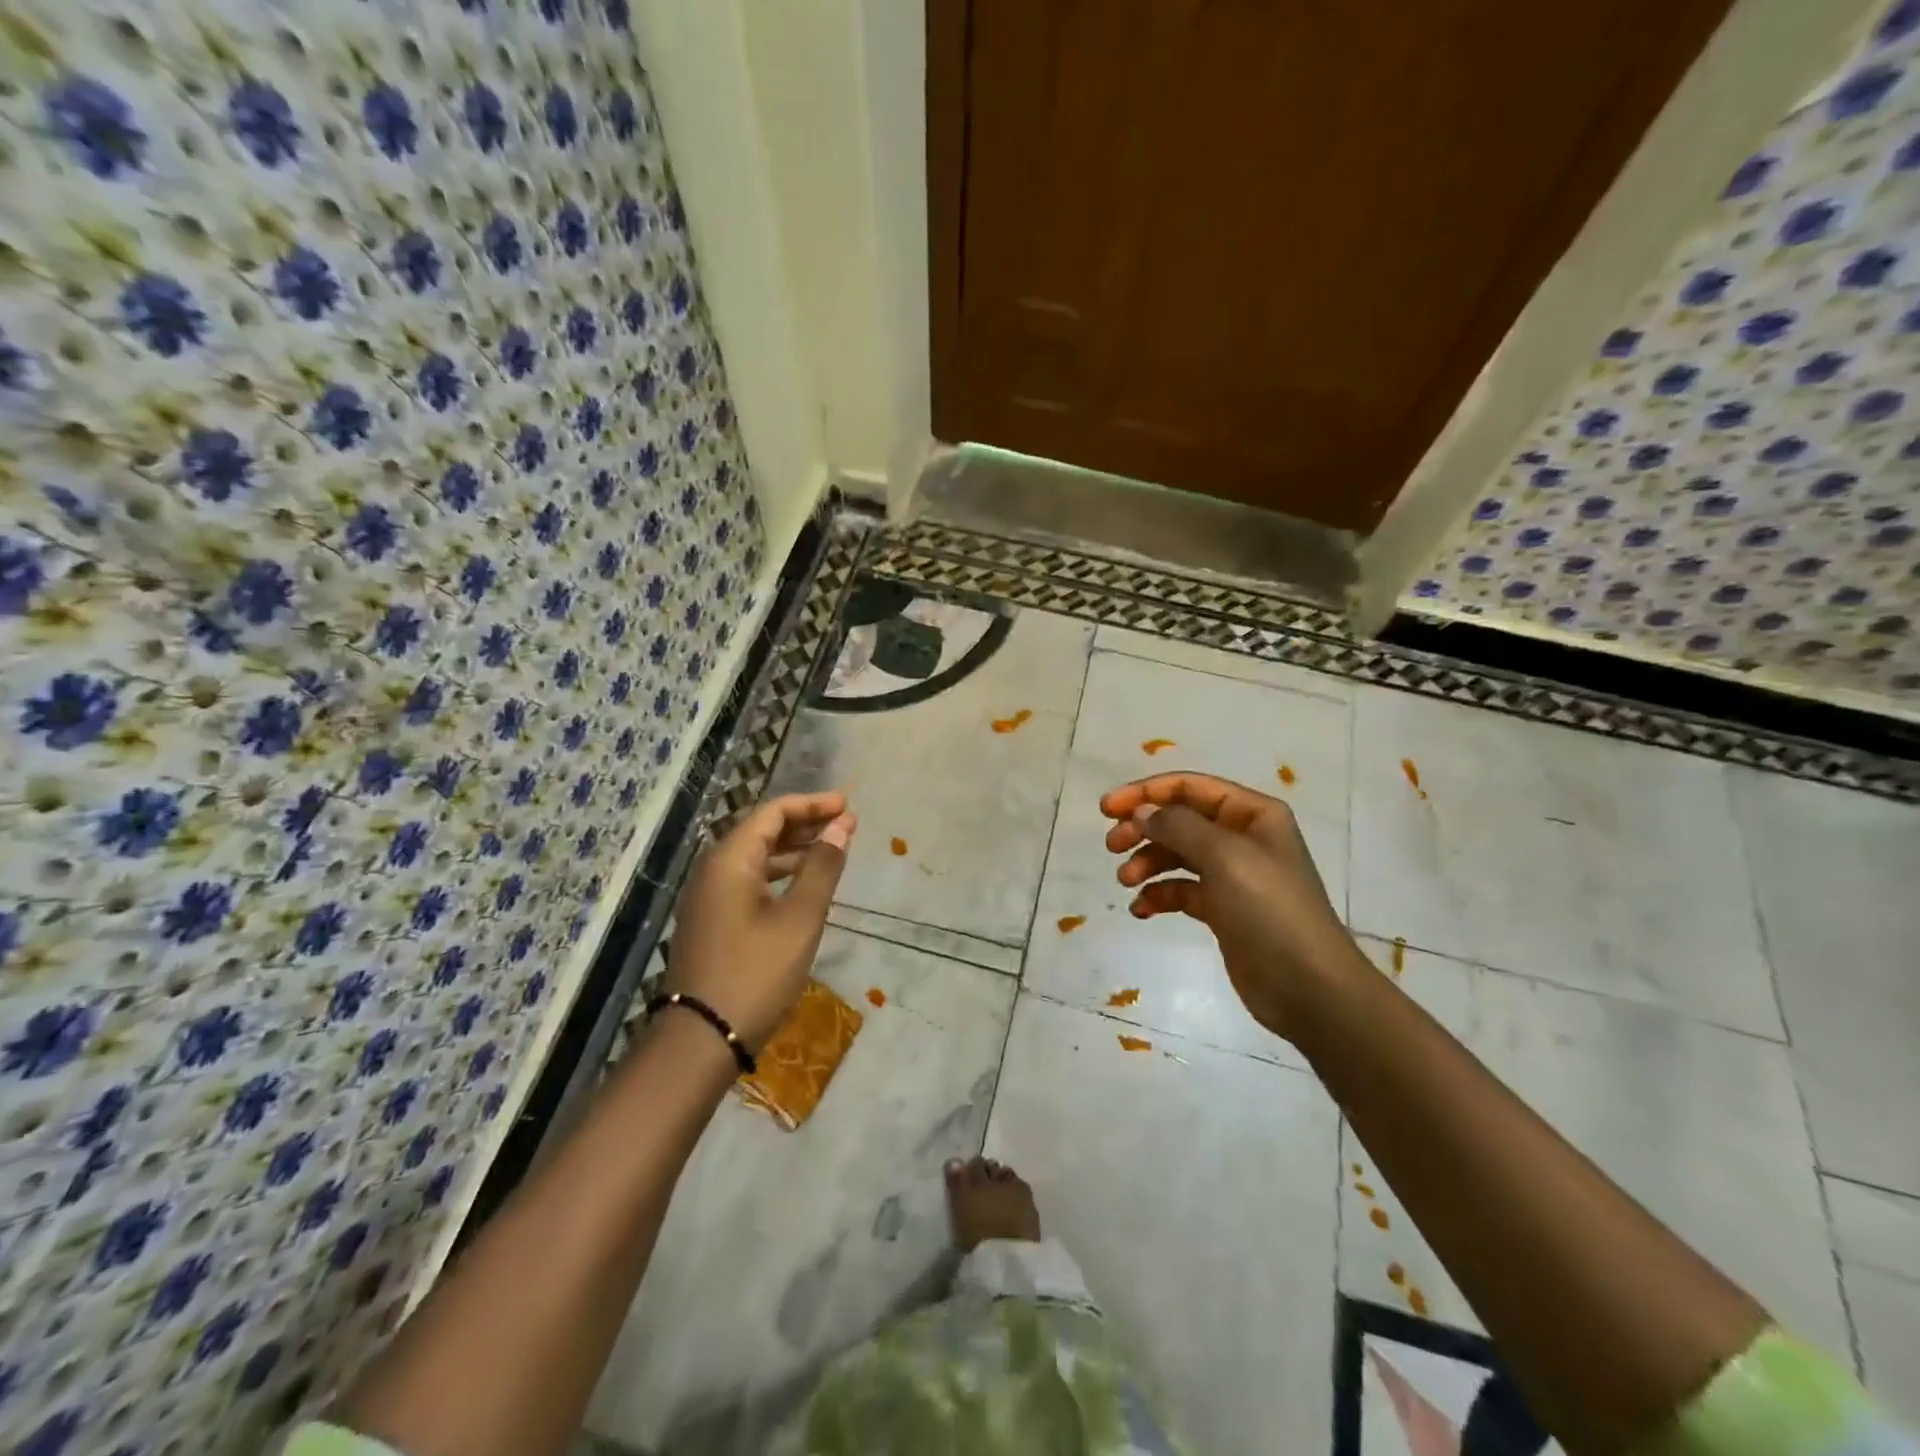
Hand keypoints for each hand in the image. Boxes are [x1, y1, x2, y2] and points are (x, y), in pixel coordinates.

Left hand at [668, 791, 855, 1050]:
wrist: (702, 1038)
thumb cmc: (756, 973)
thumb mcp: (800, 919)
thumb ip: (822, 867)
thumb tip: (841, 827)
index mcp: (730, 859)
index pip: (774, 812)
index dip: (813, 804)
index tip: (849, 806)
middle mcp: (714, 869)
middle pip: (763, 830)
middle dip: (806, 823)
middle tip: (847, 825)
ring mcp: (709, 896)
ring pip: (757, 857)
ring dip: (795, 849)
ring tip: (833, 850)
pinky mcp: (712, 919)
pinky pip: (750, 879)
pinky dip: (780, 874)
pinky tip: (804, 885)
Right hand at [1100, 773, 1361, 1039]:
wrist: (1308, 987)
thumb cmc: (1270, 910)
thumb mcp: (1224, 857)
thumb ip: (1178, 826)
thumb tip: (1141, 812)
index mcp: (1252, 814)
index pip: (1190, 787)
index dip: (1146, 793)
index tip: (1107, 809)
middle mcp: (1242, 838)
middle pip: (1179, 819)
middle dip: (1142, 828)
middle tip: (1112, 846)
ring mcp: (1232, 875)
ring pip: (1177, 855)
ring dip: (1147, 862)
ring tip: (1125, 881)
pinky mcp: (1223, 910)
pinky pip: (1181, 890)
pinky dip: (1158, 895)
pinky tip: (1141, 909)